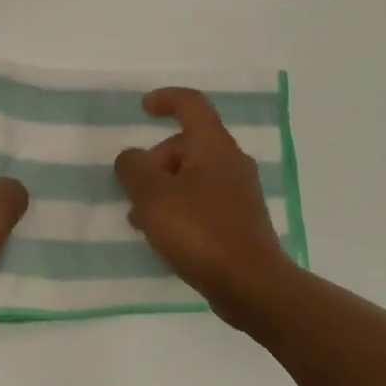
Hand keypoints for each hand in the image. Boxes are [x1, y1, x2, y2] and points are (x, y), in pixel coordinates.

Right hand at [114, 88, 293, 327]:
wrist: (252, 286)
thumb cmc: (200, 232)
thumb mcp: (152, 196)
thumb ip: (133, 168)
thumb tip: (132, 158)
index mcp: (214, 147)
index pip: (191, 104)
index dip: (166, 99)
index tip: (143, 108)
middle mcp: (232, 164)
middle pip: (187, 145)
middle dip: (155, 161)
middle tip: (133, 191)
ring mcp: (240, 195)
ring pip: (193, 178)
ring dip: (163, 190)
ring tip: (140, 221)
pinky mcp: (240, 223)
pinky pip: (202, 203)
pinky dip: (179, 210)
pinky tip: (164, 239)